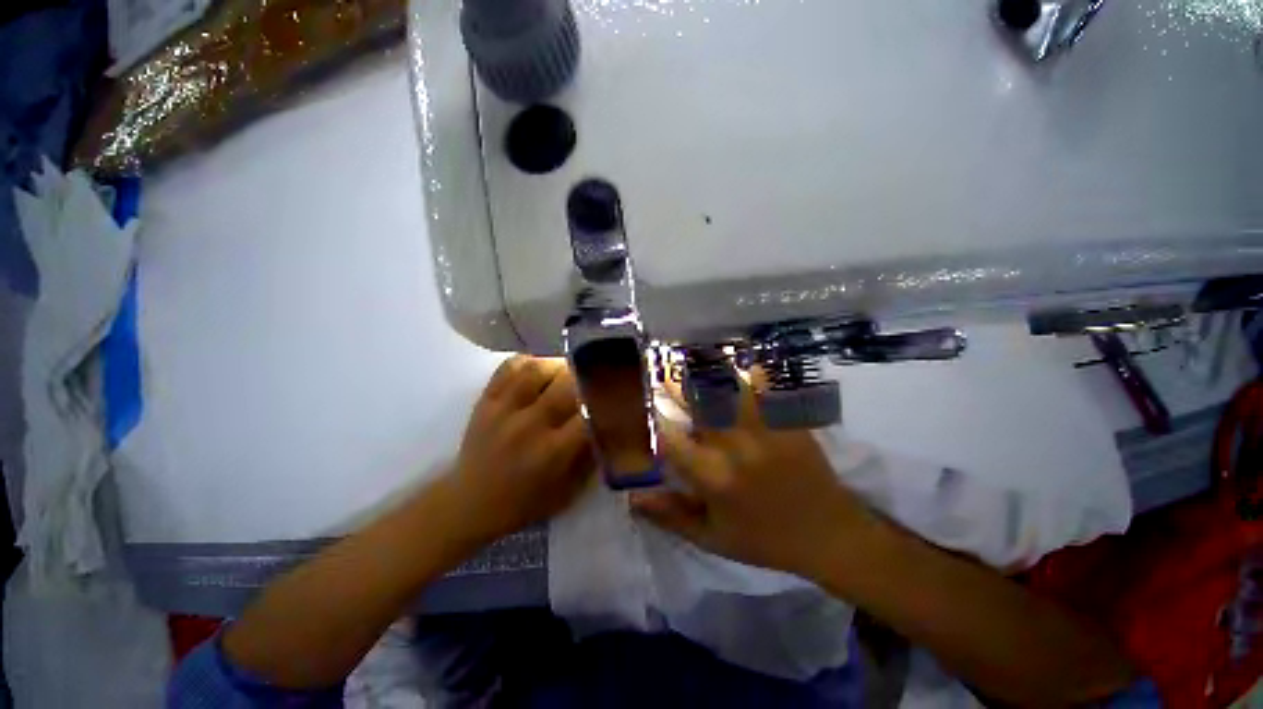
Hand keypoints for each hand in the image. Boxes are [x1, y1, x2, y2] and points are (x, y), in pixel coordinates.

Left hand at [447, 355, 593, 541]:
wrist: (468, 504)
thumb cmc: (523, 503)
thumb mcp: (567, 492)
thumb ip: (591, 458)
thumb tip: (609, 426)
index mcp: (552, 452)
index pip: (588, 415)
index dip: (607, 401)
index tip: (617, 395)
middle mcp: (529, 425)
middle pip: (566, 385)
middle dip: (586, 378)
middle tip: (595, 378)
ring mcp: (503, 409)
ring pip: (537, 369)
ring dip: (559, 366)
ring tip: (567, 372)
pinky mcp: (486, 400)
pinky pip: (509, 367)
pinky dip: (530, 361)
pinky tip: (540, 369)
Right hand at [631, 374, 876, 580]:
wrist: (829, 535)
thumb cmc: (764, 540)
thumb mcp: (713, 539)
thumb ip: (671, 516)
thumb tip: (632, 498)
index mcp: (715, 479)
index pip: (672, 441)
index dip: (654, 420)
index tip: (643, 406)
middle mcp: (736, 448)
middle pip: (698, 406)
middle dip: (675, 385)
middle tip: (661, 371)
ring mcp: (765, 431)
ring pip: (730, 390)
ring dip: (708, 373)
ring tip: (694, 360)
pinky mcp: (788, 422)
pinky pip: (767, 389)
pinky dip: (751, 374)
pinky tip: (740, 364)